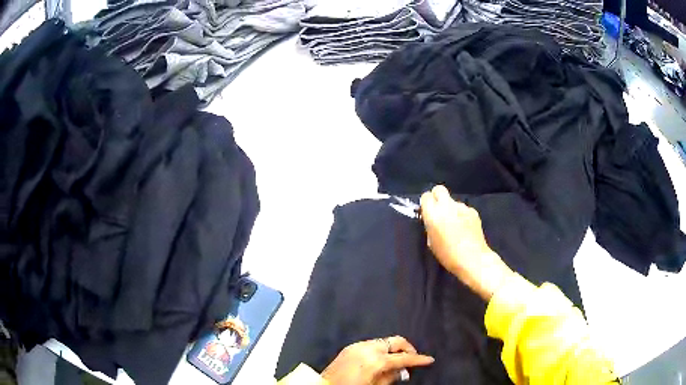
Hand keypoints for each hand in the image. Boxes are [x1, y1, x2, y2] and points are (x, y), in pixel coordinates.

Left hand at [321, 336, 433, 384]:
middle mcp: (368, 348)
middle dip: (407, 349)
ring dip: (393, 349)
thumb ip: (392, 376)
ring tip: (396, 362)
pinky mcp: (350, 347)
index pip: (403, 358)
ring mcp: (358, 346)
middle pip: (396, 341)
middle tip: (412, 360)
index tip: (429, 360)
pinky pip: (371, 344)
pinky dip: (381, 350)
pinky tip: (381, 360)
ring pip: (384, 341)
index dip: (419, 359)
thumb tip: (403, 370)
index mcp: (376, 360)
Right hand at [420, 185, 513, 300]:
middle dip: (437, 197)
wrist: (473, 259)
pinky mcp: (473, 211)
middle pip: (439, 189)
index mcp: (433, 214)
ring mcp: (462, 207)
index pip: (425, 196)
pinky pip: (464, 209)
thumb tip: (432, 219)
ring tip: (455, 225)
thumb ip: (430, 226)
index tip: (427, 213)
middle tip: (438, 211)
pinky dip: (462, 215)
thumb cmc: (448, 255)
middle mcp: (447, 206)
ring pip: (453, 201)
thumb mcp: (431, 242)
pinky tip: (465, 228)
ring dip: (451, 209)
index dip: (426, 204)